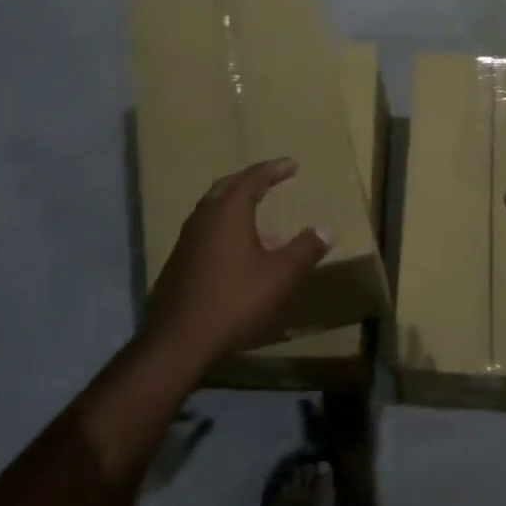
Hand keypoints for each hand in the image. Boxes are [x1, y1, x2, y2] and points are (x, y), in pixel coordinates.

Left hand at [147, 159, 332, 365]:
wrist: (179, 340)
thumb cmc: (235, 300)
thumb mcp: (280, 275)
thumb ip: (305, 249)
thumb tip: (327, 228)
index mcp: (227, 211)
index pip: (252, 178)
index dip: (274, 169)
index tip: (292, 164)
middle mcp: (203, 217)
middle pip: (228, 187)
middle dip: (252, 181)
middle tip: (272, 179)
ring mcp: (187, 240)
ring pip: (215, 211)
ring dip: (239, 208)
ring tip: (265, 222)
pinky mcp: (180, 262)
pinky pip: (208, 232)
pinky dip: (228, 229)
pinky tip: (242, 254)